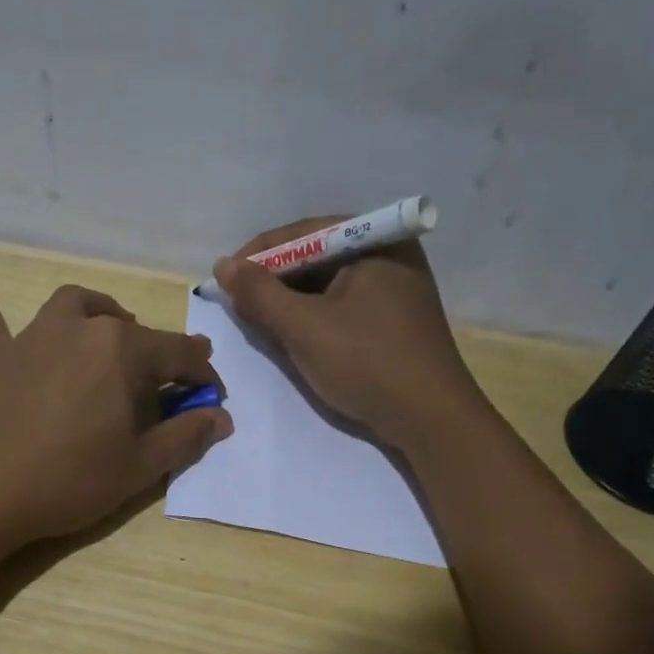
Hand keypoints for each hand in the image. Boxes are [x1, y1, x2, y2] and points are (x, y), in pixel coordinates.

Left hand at [0, 285, 231, 547]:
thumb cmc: (69, 480)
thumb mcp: (139, 466)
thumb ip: (185, 436)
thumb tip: (221, 417)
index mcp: (121, 349)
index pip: (179, 353)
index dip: (202, 376)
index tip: (213, 400)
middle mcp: (79, 328)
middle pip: (130, 330)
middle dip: (157, 353)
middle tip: (165, 386)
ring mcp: (32, 338)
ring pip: (74, 307)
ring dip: (98, 315)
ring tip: (108, 335)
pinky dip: (1, 323)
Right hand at [214, 218, 482, 449]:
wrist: (430, 420)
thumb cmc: (367, 364)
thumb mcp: (304, 328)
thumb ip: (260, 294)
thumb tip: (223, 265)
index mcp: (375, 240)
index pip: (301, 234)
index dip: (256, 256)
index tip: (222, 282)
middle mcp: (388, 253)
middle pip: (314, 256)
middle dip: (273, 281)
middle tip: (238, 307)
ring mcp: (394, 287)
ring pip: (327, 284)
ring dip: (290, 302)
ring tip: (259, 324)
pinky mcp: (393, 318)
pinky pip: (342, 305)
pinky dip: (313, 317)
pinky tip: (292, 336)